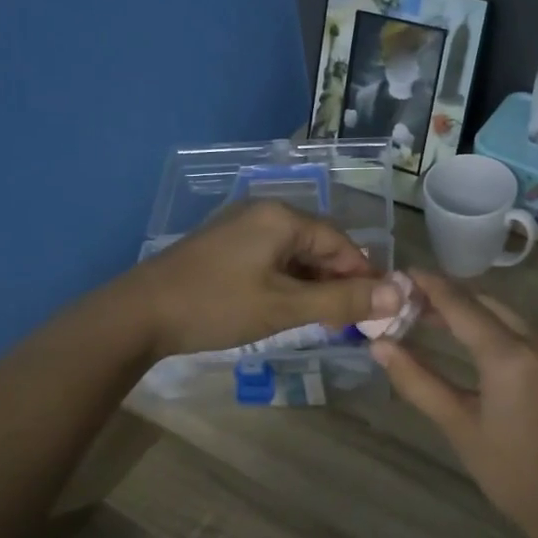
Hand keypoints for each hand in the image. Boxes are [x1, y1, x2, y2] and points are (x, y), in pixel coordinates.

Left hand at [123, 201, 399, 358]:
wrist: (137, 314)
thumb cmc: (216, 306)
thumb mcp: (284, 307)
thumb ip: (342, 301)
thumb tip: (399, 295)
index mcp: (282, 217)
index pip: (342, 243)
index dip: (364, 276)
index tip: (377, 312)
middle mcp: (264, 213)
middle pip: (319, 247)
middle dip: (338, 284)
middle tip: (351, 323)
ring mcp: (241, 229)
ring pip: (295, 256)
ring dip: (314, 287)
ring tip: (324, 323)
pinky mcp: (226, 248)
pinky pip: (272, 261)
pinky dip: (288, 285)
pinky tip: (289, 311)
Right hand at [371, 272, 537, 537]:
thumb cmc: (510, 472)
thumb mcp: (459, 426)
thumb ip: (418, 381)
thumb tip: (379, 346)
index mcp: (511, 356)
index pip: (462, 306)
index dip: (430, 286)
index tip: (401, 272)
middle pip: (484, 304)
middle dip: (446, 299)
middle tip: (406, 301)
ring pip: (503, 314)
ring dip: (468, 311)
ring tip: (426, 316)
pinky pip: (519, 329)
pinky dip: (490, 326)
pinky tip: (465, 336)